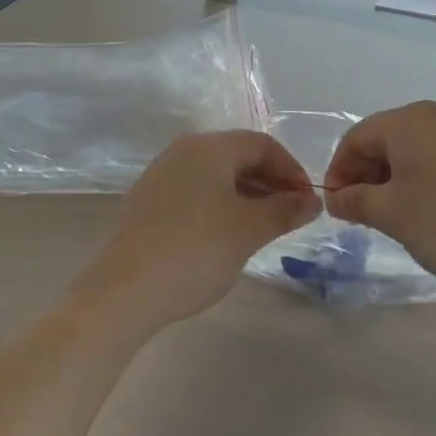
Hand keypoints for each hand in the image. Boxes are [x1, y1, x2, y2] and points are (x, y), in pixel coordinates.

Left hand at [71, 131, 320, 335]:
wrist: (125, 291)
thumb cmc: (195, 251)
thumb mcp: (248, 230)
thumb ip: (285, 210)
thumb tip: (311, 200)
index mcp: (209, 147)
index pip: (263, 144)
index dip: (292, 170)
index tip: (308, 203)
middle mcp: (183, 151)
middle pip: (239, 155)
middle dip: (271, 182)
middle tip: (292, 216)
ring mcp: (161, 175)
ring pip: (217, 175)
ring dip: (248, 195)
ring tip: (266, 227)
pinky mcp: (149, 201)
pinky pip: (196, 191)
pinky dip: (221, 204)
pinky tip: (229, 234)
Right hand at [323, 102, 435, 293]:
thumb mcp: (394, 216)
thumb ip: (357, 201)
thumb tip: (337, 196)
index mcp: (408, 121)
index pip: (356, 138)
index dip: (339, 171)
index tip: (337, 207)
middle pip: (387, 139)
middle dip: (368, 175)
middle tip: (363, 215)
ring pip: (418, 150)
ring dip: (397, 179)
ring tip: (398, 217)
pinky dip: (428, 180)